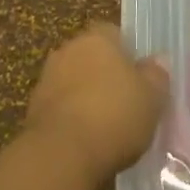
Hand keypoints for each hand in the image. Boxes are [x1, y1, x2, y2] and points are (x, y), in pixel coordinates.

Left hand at [24, 24, 168, 184]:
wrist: (61, 155)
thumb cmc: (114, 115)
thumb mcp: (152, 96)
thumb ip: (156, 75)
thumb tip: (157, 61)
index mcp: (97, 38)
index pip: (114, 33)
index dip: (128, 53)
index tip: (140, 76)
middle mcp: (67, 50)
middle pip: (91, 57)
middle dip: (105, 74)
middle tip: (126, 100)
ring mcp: (46, 80)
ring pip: (74, 82)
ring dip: (86, 97)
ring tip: (107, 125)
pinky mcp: (32, 112)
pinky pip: (61, 108)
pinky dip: (72, 118)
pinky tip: (87, 141)